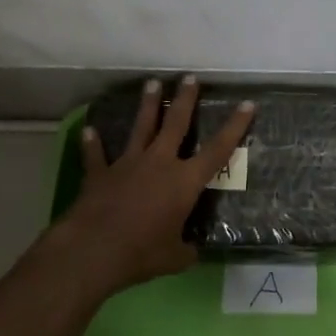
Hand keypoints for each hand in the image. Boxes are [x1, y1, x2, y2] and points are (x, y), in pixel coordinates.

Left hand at [57, 75, 254, 294]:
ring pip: (141, 128)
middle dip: (185, 99)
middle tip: (189, 77)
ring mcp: (128, 164)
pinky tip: (89, 130)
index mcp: (184, 182)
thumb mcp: (174, 258)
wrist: (93, 250)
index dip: (234, 126)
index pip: (217, 150)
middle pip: (175, 124)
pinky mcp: (100, 174)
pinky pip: (96, 155)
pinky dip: (93, 143)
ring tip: (152, 83)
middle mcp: (159, 163)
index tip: (247, 103)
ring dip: (147, 105)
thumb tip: (192, 252)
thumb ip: (186, 250)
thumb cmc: (141, 253)